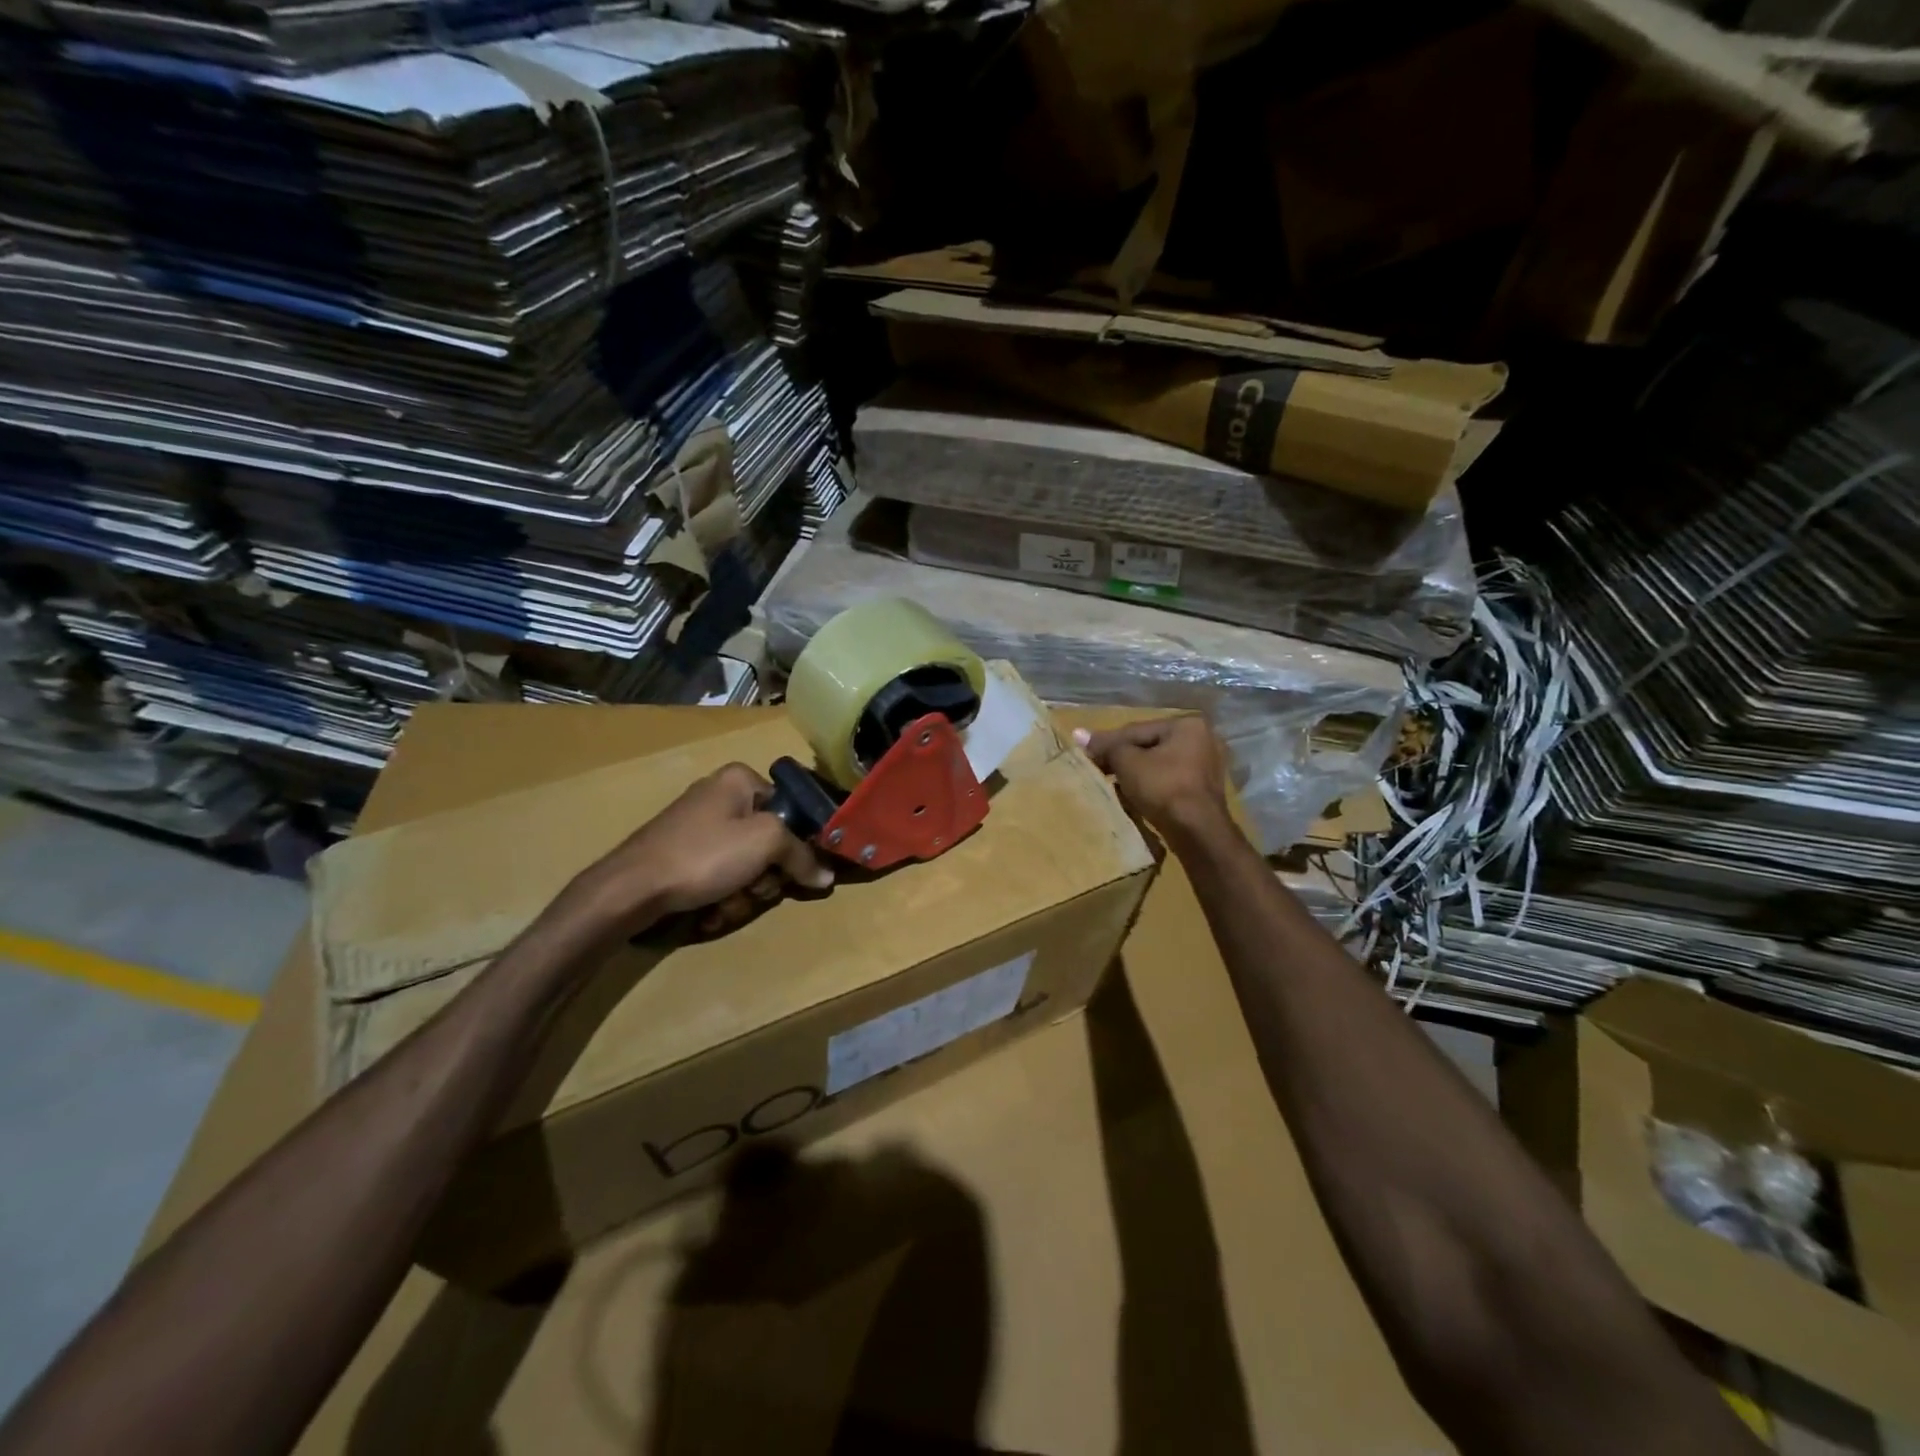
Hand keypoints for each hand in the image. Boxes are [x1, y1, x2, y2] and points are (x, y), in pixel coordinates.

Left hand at [568, 764, 833, 939]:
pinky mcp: (683, 854)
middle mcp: (720, 796)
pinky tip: (708, 911)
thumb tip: (828, 875)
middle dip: (764, 876)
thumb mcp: (765, 844)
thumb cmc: (704, 855)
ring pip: (746, 864)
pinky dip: (720, 896)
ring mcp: (698, 826)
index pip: (790, 809)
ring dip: (743, 893)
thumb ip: (802, 856)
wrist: (631, 889)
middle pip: (768, 841)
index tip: (794, 870)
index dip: (797, 843)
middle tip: (752, 890)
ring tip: (724, 905)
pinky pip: (720, 874)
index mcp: (739, 779)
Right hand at [1073, 716, 1230, 843]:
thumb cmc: (1163, 787)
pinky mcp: (1204, 791)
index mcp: (1187, 725)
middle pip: (1149, 746)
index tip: (1086, 754)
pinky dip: (1151, 786)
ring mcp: (1207, 766)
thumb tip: (1077, 733)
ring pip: (1159, 765)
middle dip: (1123, 758)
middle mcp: (1202, 740)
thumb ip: (1106, 746)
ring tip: (1111, 783)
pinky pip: (1169, 781)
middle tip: (1097, 769)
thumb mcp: (1127, 762)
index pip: (1136, 730)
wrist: (1198, 832)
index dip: (1108, 742)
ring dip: (1135, 773)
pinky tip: (1133, 796)